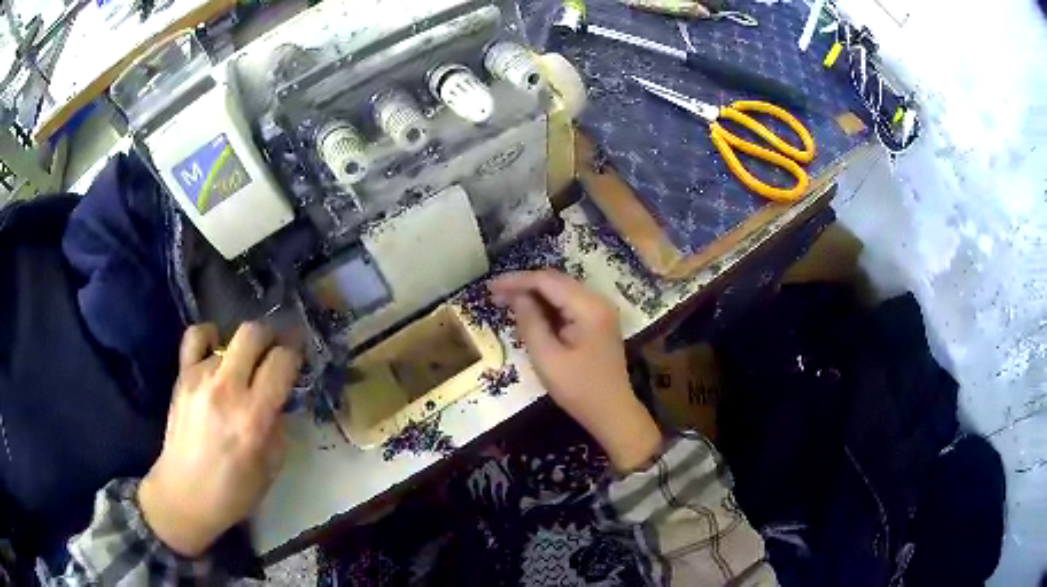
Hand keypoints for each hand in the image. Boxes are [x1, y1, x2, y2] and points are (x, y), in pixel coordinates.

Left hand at [138, 323, 301, 556]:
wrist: (184, 494)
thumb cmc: (233, 491)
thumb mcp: (271, 467)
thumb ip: (279, 427)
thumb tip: (281, 400)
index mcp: (254, 416)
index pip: (281, 361)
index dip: (295, 355)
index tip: (298, 359)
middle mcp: (227, 388)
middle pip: (253, 333)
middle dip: (271, 337)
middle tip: (275, 352)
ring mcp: (200, 377)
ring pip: (229, 338)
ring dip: (243, 351)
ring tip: (242, 371)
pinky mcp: (182, 376)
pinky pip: (196, 337)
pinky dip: (210, 337)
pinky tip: (215, 350)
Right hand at [490, 270, 661, 471]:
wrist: (612, 412)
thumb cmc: (579, 389)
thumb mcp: (547, 358)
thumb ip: (530, 322)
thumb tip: (516, 296)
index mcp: (588, 307)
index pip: (547, 281)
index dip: (517, 281)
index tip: (490, 287)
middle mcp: (597, 301)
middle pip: (555, 281)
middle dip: (524, 285)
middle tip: (494, 294)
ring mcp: (600, 310)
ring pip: (561, 291)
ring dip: (534, 295)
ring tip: (505, 302)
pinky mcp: (598, 321)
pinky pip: (569, 304)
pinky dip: (547, 306)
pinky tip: (529, 313)